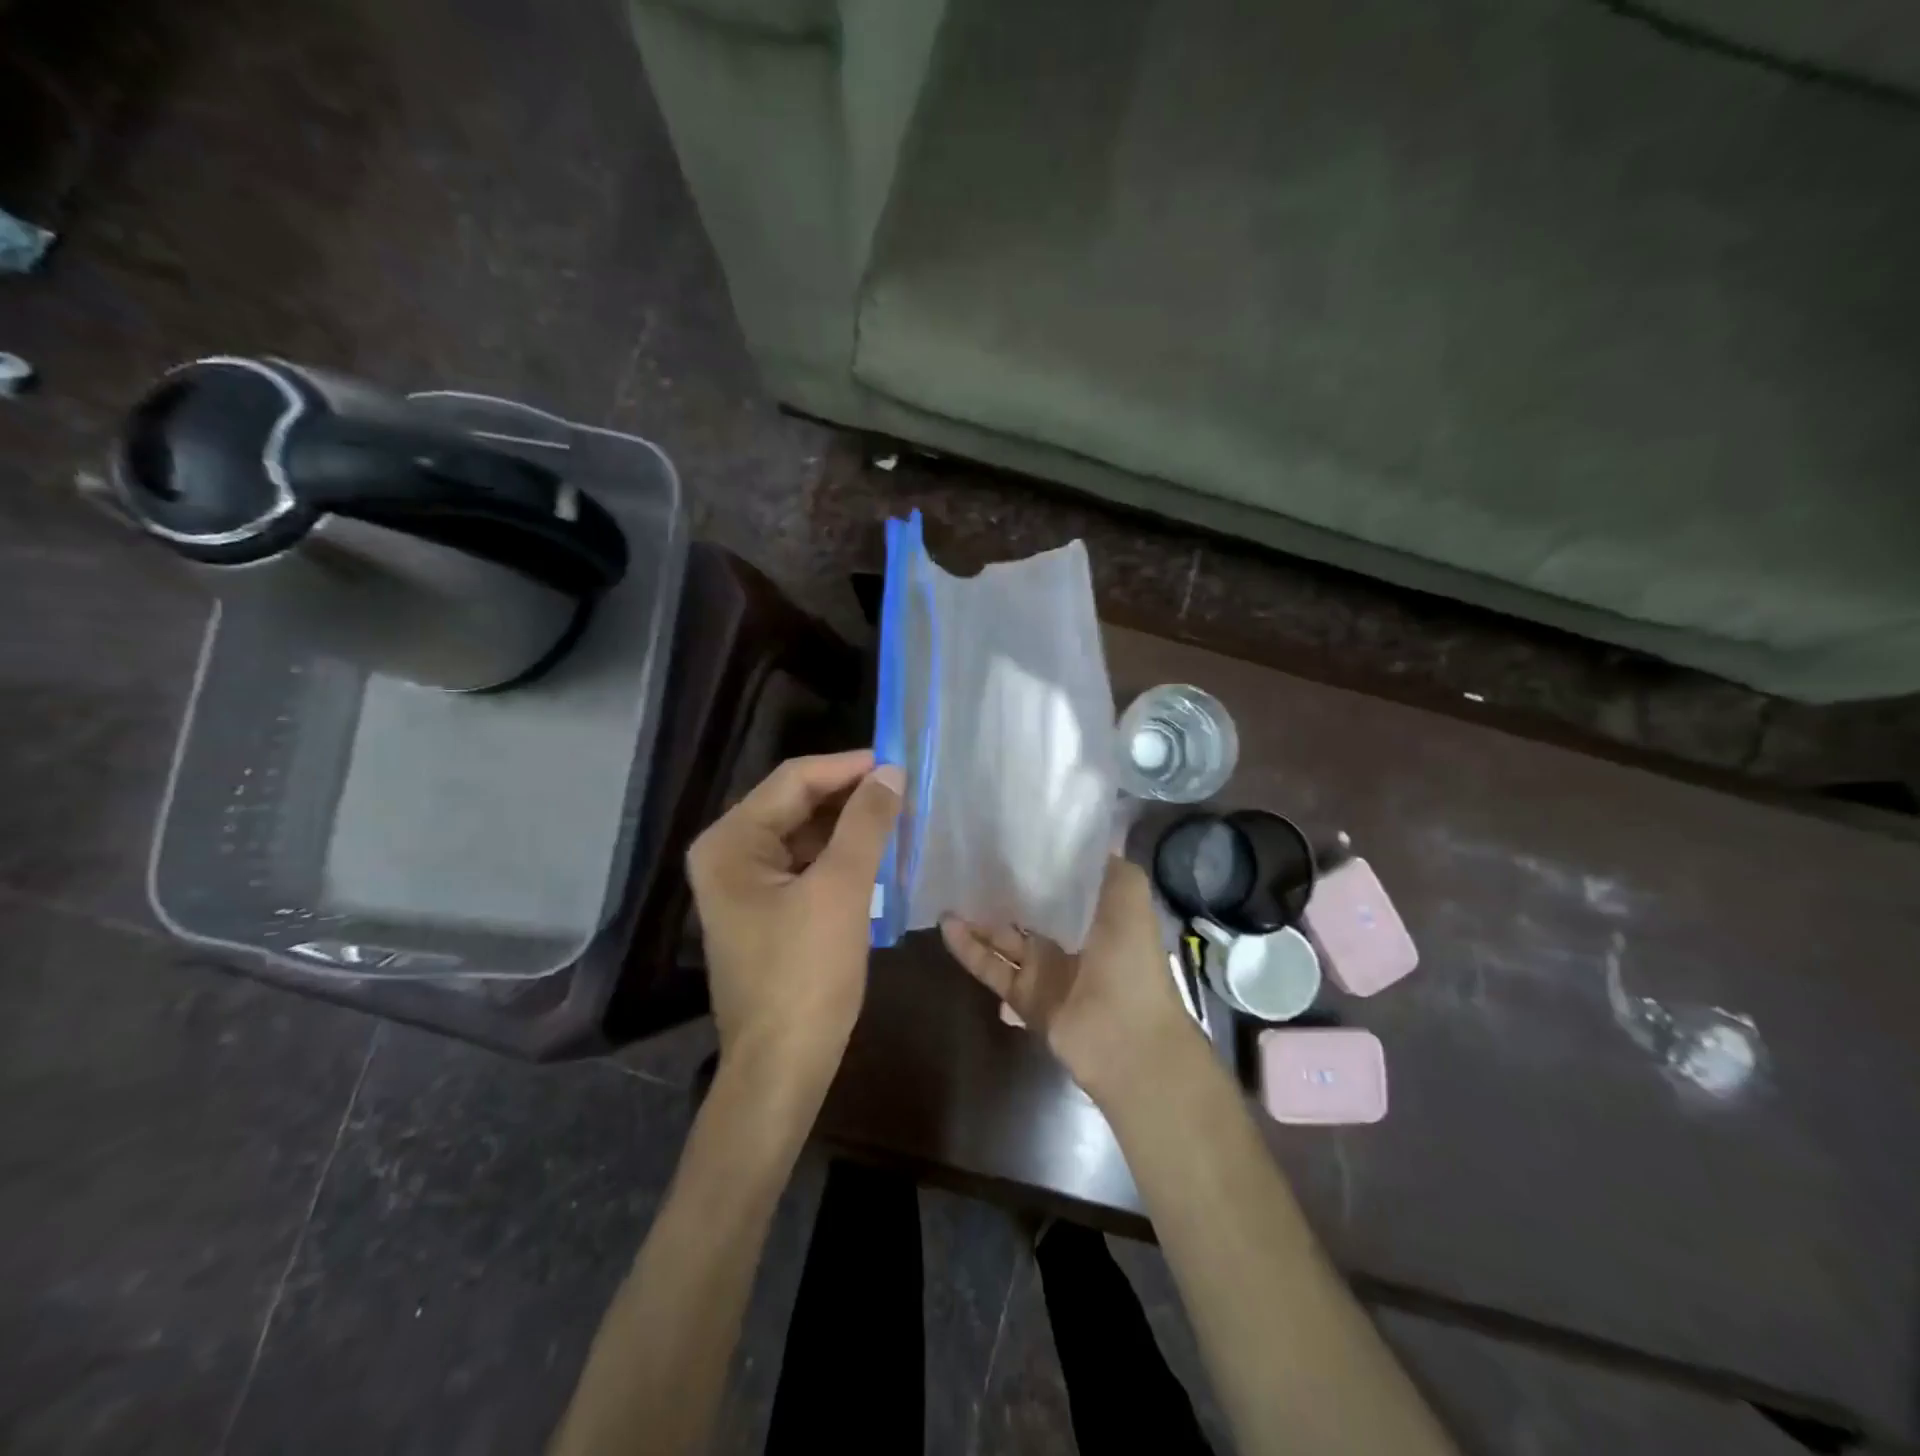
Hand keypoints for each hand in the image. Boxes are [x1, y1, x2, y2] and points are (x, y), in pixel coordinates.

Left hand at [687, 750, 902, 1098]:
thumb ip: (866, 823)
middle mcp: (729, 854)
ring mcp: (744, 884)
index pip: (795, 780)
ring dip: (849, 826)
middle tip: (905, 791)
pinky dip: (841, 856)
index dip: (849, 767)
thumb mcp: (841, 890)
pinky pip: (806, 865)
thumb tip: (891, 772)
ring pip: (805, 834)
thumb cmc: (806, 975)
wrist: (782, 1067)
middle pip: (797, 804)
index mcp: (731, 842)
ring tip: (898, 819)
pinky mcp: (765, 910)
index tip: (899, 762)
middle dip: (850, 796)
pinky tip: (878, 857)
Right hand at [940, 857, 1196, 1103]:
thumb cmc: (1130, 959)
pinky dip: (969, 948)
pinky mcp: (1025, 997)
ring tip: (948, 891)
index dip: (1039, 862)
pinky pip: (992, 968)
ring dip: (979, 917)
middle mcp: (1071, 939)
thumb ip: (1107, 866)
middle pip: (1029, 909)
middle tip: (970, 860)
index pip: (1062, 881)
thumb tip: (1083, 840)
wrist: (1128, 1037)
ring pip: (1005, 938)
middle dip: (1004, 889)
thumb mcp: (1129, 895)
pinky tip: (947, 925)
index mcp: (1098, 914)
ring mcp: (1046, 970)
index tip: (1011, 835)